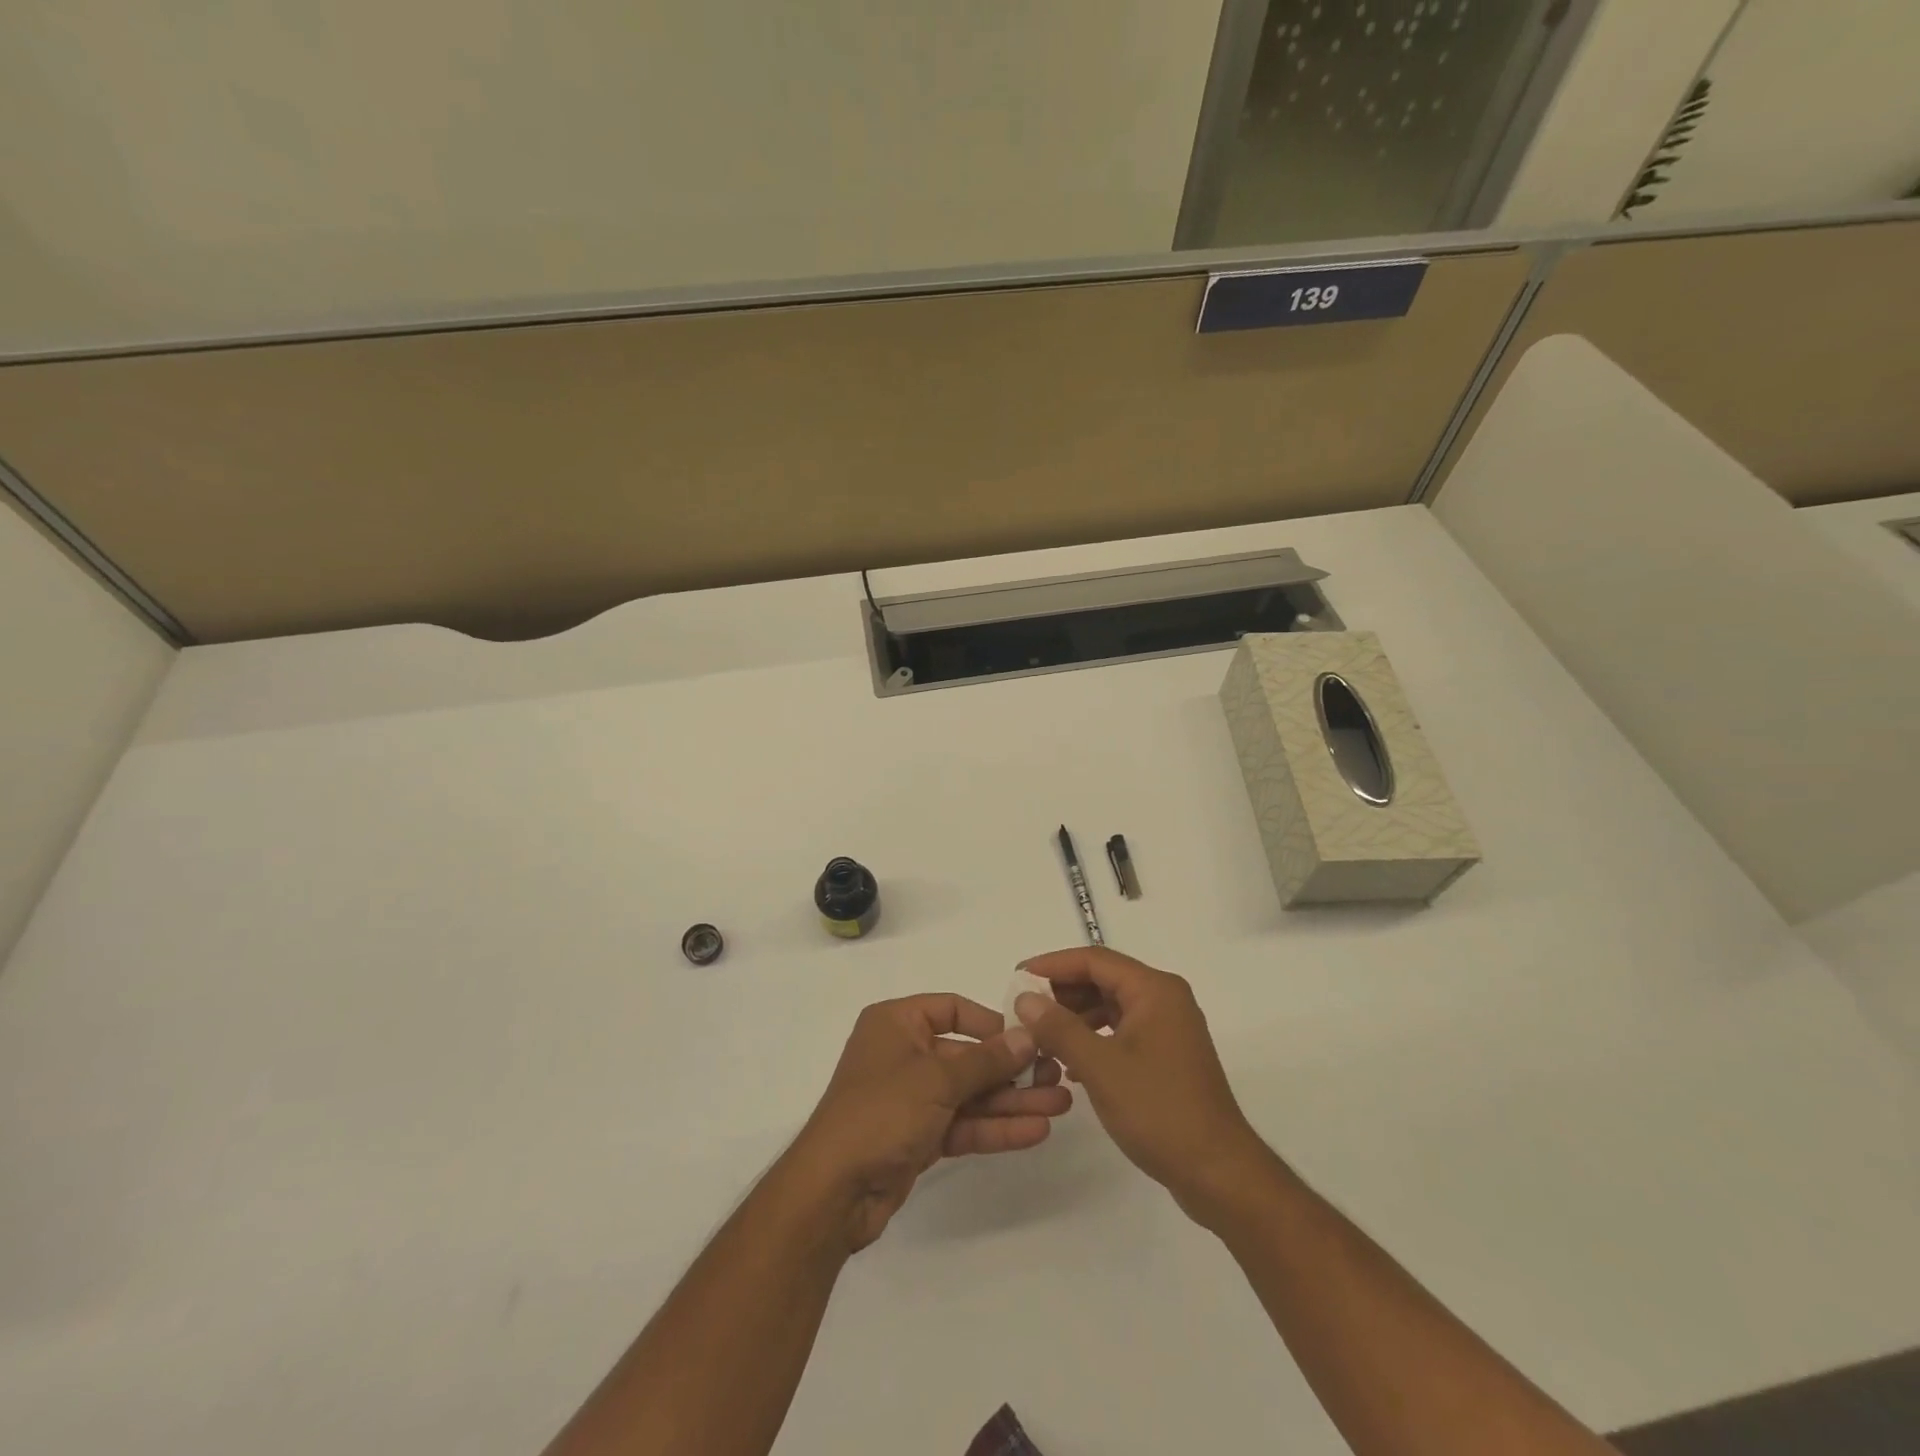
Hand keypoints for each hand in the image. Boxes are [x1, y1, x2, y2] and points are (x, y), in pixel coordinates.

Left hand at [786, 994, 1071, 1252]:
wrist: (834, 1192)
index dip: (990, 1022)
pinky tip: (1036, 1131)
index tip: (1029, 1036)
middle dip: (1012, 1069)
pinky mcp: (919, 1137)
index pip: (951, 1009)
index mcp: (896, 1023)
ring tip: (1060, 1105)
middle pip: (967, 1055)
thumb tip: (1027, 1036)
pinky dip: (995, 1127)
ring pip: (971, 1093)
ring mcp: (912, 1098)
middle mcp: (904, 1054)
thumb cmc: (881, 1112)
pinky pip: (964, 1123)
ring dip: (1012, 1100)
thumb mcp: (937, 1078)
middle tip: (1058, 1075)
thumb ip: (986, 1060)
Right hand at [1013, 948, 1267, 1224]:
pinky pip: (1121, 1031)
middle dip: (1062, 993)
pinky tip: (1069, 1064)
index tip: (1018, 978)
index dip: (1052, 965)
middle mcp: (1164, 999)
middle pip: (1103, 979)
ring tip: (1041, 1039)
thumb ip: (1059, 1028)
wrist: (1219, 1173)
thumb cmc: (1159, 1111)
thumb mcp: (1101, 1067)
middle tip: (1024, 1011)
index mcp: (1154, 990)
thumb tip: (1025, 999)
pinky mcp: (1166, 1056)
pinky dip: (1093, 1039)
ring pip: (1111, 1006)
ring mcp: (1168, 1028)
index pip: (1094, 960)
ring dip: (1075, 1018)